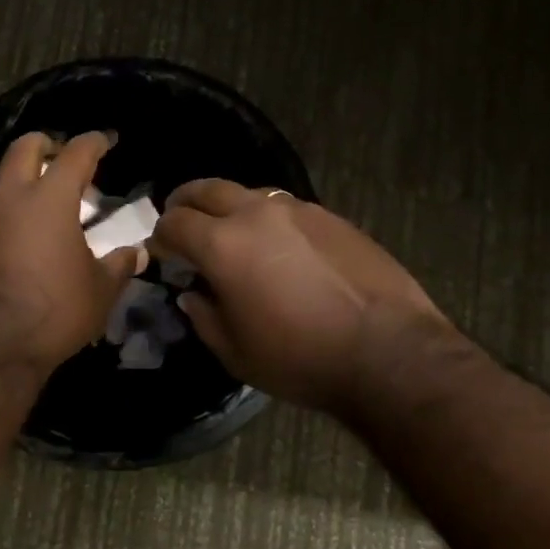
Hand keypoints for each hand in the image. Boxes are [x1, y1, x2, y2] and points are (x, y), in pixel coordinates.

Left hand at [0, 131, 145, 375]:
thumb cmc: (54, 311)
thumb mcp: (99, 290)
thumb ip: (119, 265)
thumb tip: (137, 253)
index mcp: (49, 199)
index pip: (75, 153)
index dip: (95, 141)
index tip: (107, 140)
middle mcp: (11, 198)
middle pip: (25, 147)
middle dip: (47, 144)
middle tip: (66, 158)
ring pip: (3, 178)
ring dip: (26, 179)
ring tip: (49, 202)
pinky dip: (11, 210)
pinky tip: (27, 236)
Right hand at [151, 181, 462, 414]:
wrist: (388, 351)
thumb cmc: (301, 358)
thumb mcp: (236, 353)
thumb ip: (204, 317)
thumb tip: (193, 294)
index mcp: (223, 244)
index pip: (175, 223)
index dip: (160, 236)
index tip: (161, 252)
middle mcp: (256, 213)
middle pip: (206, 189)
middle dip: (185, 202)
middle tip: (180, 219)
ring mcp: (297, 210)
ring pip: (248, 193)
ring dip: (229, 207)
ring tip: (231, 232)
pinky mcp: (330, 217)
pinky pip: (285, 207)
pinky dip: (267, 218)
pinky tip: (279, 245)